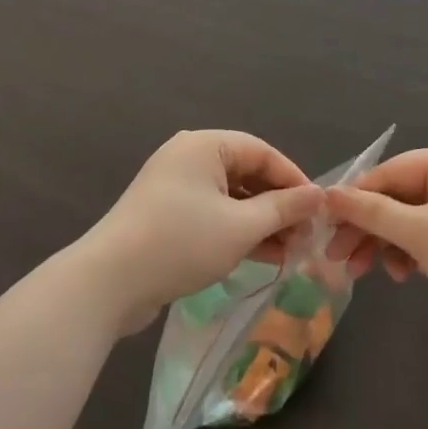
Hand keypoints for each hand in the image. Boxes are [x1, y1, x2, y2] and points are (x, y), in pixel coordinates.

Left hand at [79, 131, 322, 335]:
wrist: (108, 282)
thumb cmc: (181, 242)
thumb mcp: (241, 227)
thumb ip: (283, 209)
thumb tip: (318, 195)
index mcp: (205, 145)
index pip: (262, 152)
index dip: (293, 179)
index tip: (318, 209)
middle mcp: (188, 157)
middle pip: (246, 173)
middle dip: (278, 205)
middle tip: (306, 235)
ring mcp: (174, 186)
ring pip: (230, 197)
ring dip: (260, 222)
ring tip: (290, 252)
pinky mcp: (166, 215)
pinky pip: (211, 214)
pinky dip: (236, 231)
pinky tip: (262, 257)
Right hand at [326, 149, 427, 357]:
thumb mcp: (420, 231)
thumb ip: (372, 212)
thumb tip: (328, 194)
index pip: (390, 171)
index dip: (356, 195)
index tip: (325, 220)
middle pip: (397, 198)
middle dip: (366, 225)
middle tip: (335, 254)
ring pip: (408, 224)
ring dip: (383, 244)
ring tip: (361, 271)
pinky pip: (426, 243)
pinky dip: (407, 257)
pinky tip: (399, 276)